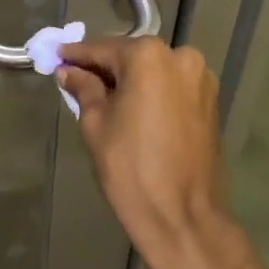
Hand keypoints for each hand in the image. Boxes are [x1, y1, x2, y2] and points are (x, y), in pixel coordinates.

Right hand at [56, 36, 245, 268]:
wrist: (184, 220)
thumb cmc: (132, 170)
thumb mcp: (96, 125)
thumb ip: (84, 89)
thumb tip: (70, 71)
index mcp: (149, 57)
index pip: (103, 49)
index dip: (77, 55)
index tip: (58, 56)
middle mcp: (180, 56)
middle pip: (131, 56)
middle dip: (105, 67)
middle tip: (77, 79)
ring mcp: (200, 78)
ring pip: (154, 70)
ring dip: (130, 79)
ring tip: (104, 98)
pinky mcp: (211, 101)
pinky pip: (172, 86)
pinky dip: (152, 91)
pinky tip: (133, 108)